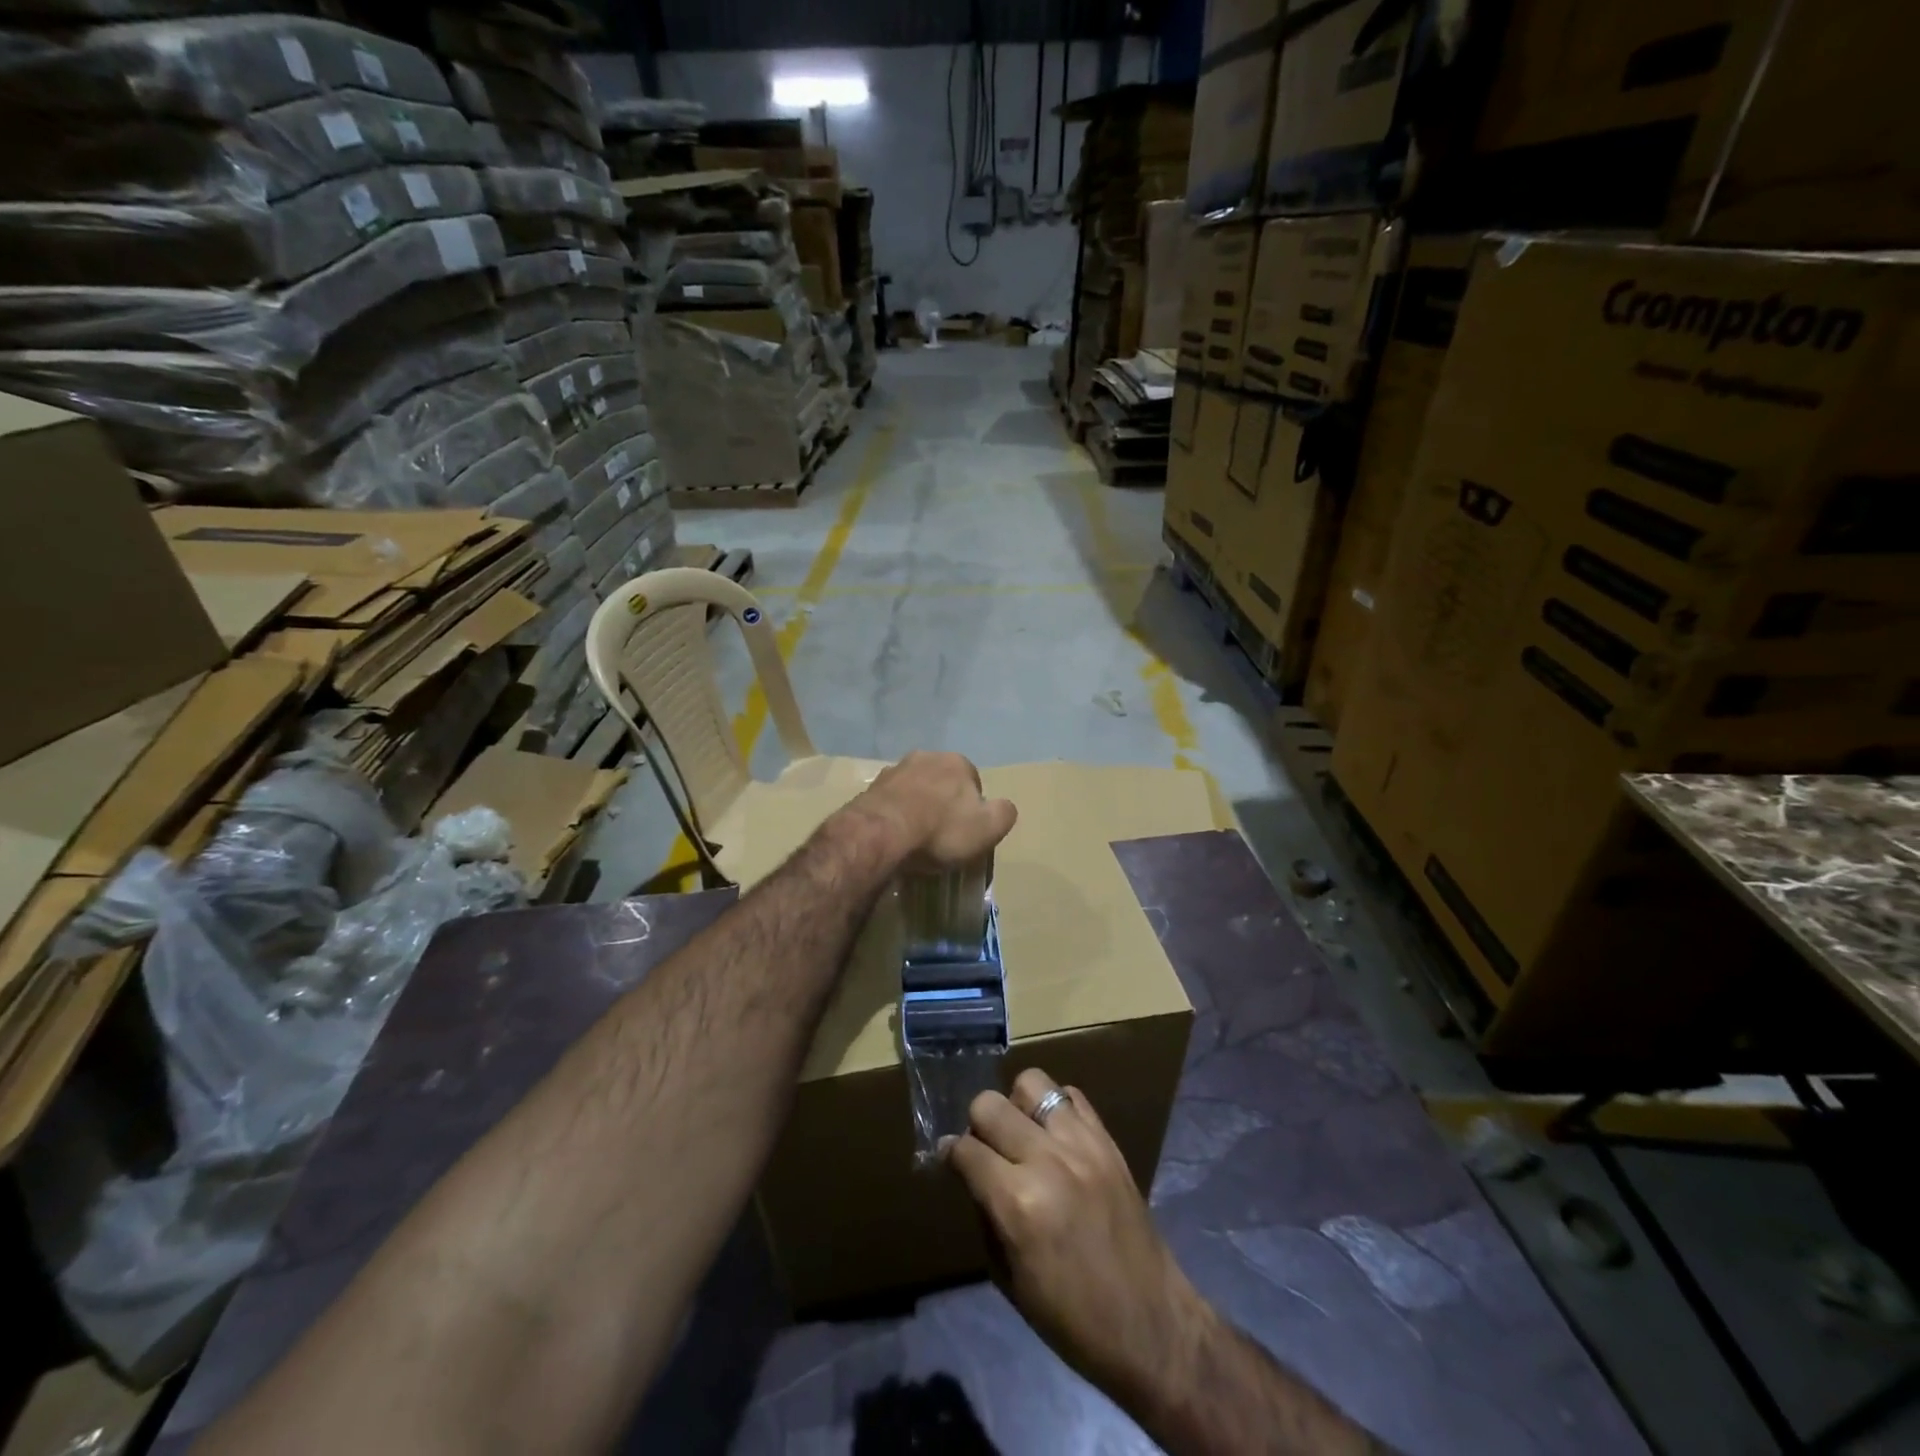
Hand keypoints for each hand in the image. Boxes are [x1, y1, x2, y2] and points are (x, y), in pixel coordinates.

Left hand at [852, 751, 1016, 871]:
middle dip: (942, 802)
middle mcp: (925, 757)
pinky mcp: (869, 788)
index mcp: (957, 762)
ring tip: (915, 837)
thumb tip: (1004, 807)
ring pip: (914, 789)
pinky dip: (894, 815)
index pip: (973, 782)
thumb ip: (1004, 814)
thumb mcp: (988, 828)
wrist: (881, 833)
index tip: (965, 832)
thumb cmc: (940, 830)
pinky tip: (894, 836)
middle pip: (941, 782)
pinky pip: (890, 802)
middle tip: (941, 834)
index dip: (972, 808)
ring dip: (916, 806)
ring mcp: (894, 770)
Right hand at [942, 1069, 1211, 1408]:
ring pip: (1031, 1083)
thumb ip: (985, 1212)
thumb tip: (971, 1172)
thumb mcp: (1008, 1278)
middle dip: (977, 1125)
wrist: (1149, 1323)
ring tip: (1022, 1133)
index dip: (951, 1154)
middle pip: (990, 1105)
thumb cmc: (1070, 1316)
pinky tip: (1054, 1134)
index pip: (965, 1150)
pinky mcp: (1107, 1140)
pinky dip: (1055, 1107)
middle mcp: (1046, 1160)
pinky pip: (1071, 1095)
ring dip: (1016, 1106)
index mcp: (1017, 1203)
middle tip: (985, 1148)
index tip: (950, 1159)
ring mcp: (1081, 1144)